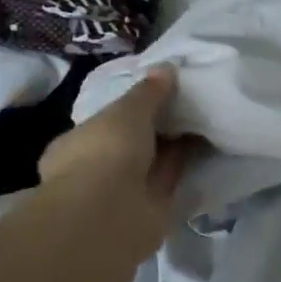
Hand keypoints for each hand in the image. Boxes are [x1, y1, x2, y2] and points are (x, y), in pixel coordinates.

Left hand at [38, 67, 188, 260]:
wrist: (111, 213)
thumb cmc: (105, 152)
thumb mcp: (127, 110)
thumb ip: (148, 91)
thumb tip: (166, 68)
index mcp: (74, 145)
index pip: (102, 123)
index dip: (128, 110)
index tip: (157, 95)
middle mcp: (93, 171)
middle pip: (130, 145)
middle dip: (155, 130)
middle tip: (187, 105)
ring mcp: (119, 194)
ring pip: (150, 164)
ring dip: (172, 148)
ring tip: (203, 121)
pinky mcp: (147, 211)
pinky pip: (168, 182)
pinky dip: (184, 167)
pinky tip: (206, 147)